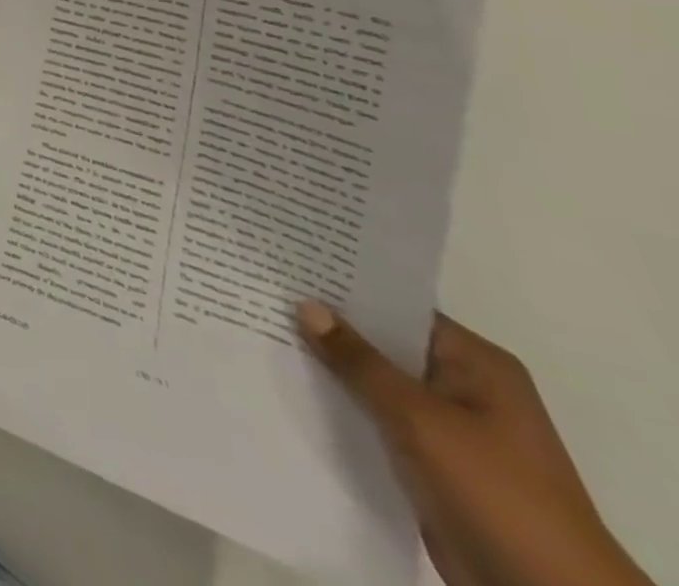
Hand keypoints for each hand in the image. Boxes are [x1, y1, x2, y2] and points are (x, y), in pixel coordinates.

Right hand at [296, 302, 649, 585]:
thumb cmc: (494, 490)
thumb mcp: (419, 418)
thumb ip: (359, 361)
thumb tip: (306, 305)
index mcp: (477, 365)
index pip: (398, 307)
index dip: (345, 287)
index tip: (288, 267)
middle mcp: (464, 387)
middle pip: (384, 343)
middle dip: (329, 326)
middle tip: (262, 293)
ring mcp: (449, 427)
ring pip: (375, 382)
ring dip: (331, 367)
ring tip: (263, 332)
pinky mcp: (431, 460)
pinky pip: (376, 417)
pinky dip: (341, 404)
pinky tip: (292, 387)